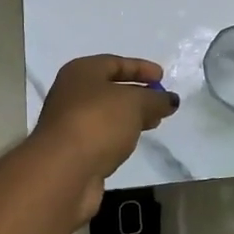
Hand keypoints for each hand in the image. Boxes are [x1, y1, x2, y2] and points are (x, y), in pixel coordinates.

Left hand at [29, 55, 178, 223]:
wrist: (63, 171)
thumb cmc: (98, 122)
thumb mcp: (134, 103)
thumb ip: (155, 99)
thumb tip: (170, 100)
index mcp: (81, 72)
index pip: (115, 63)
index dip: (140, 68)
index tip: (162, 76)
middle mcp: (71, 93)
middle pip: (110, 89)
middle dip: (138, 94)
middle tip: (161, 102)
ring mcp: (70, 123)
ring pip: (106, 114)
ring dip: (130, 117)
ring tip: (154, 123)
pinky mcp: (73, 151)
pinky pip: (102, 135)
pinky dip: (120, 135)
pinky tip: (133, 142)